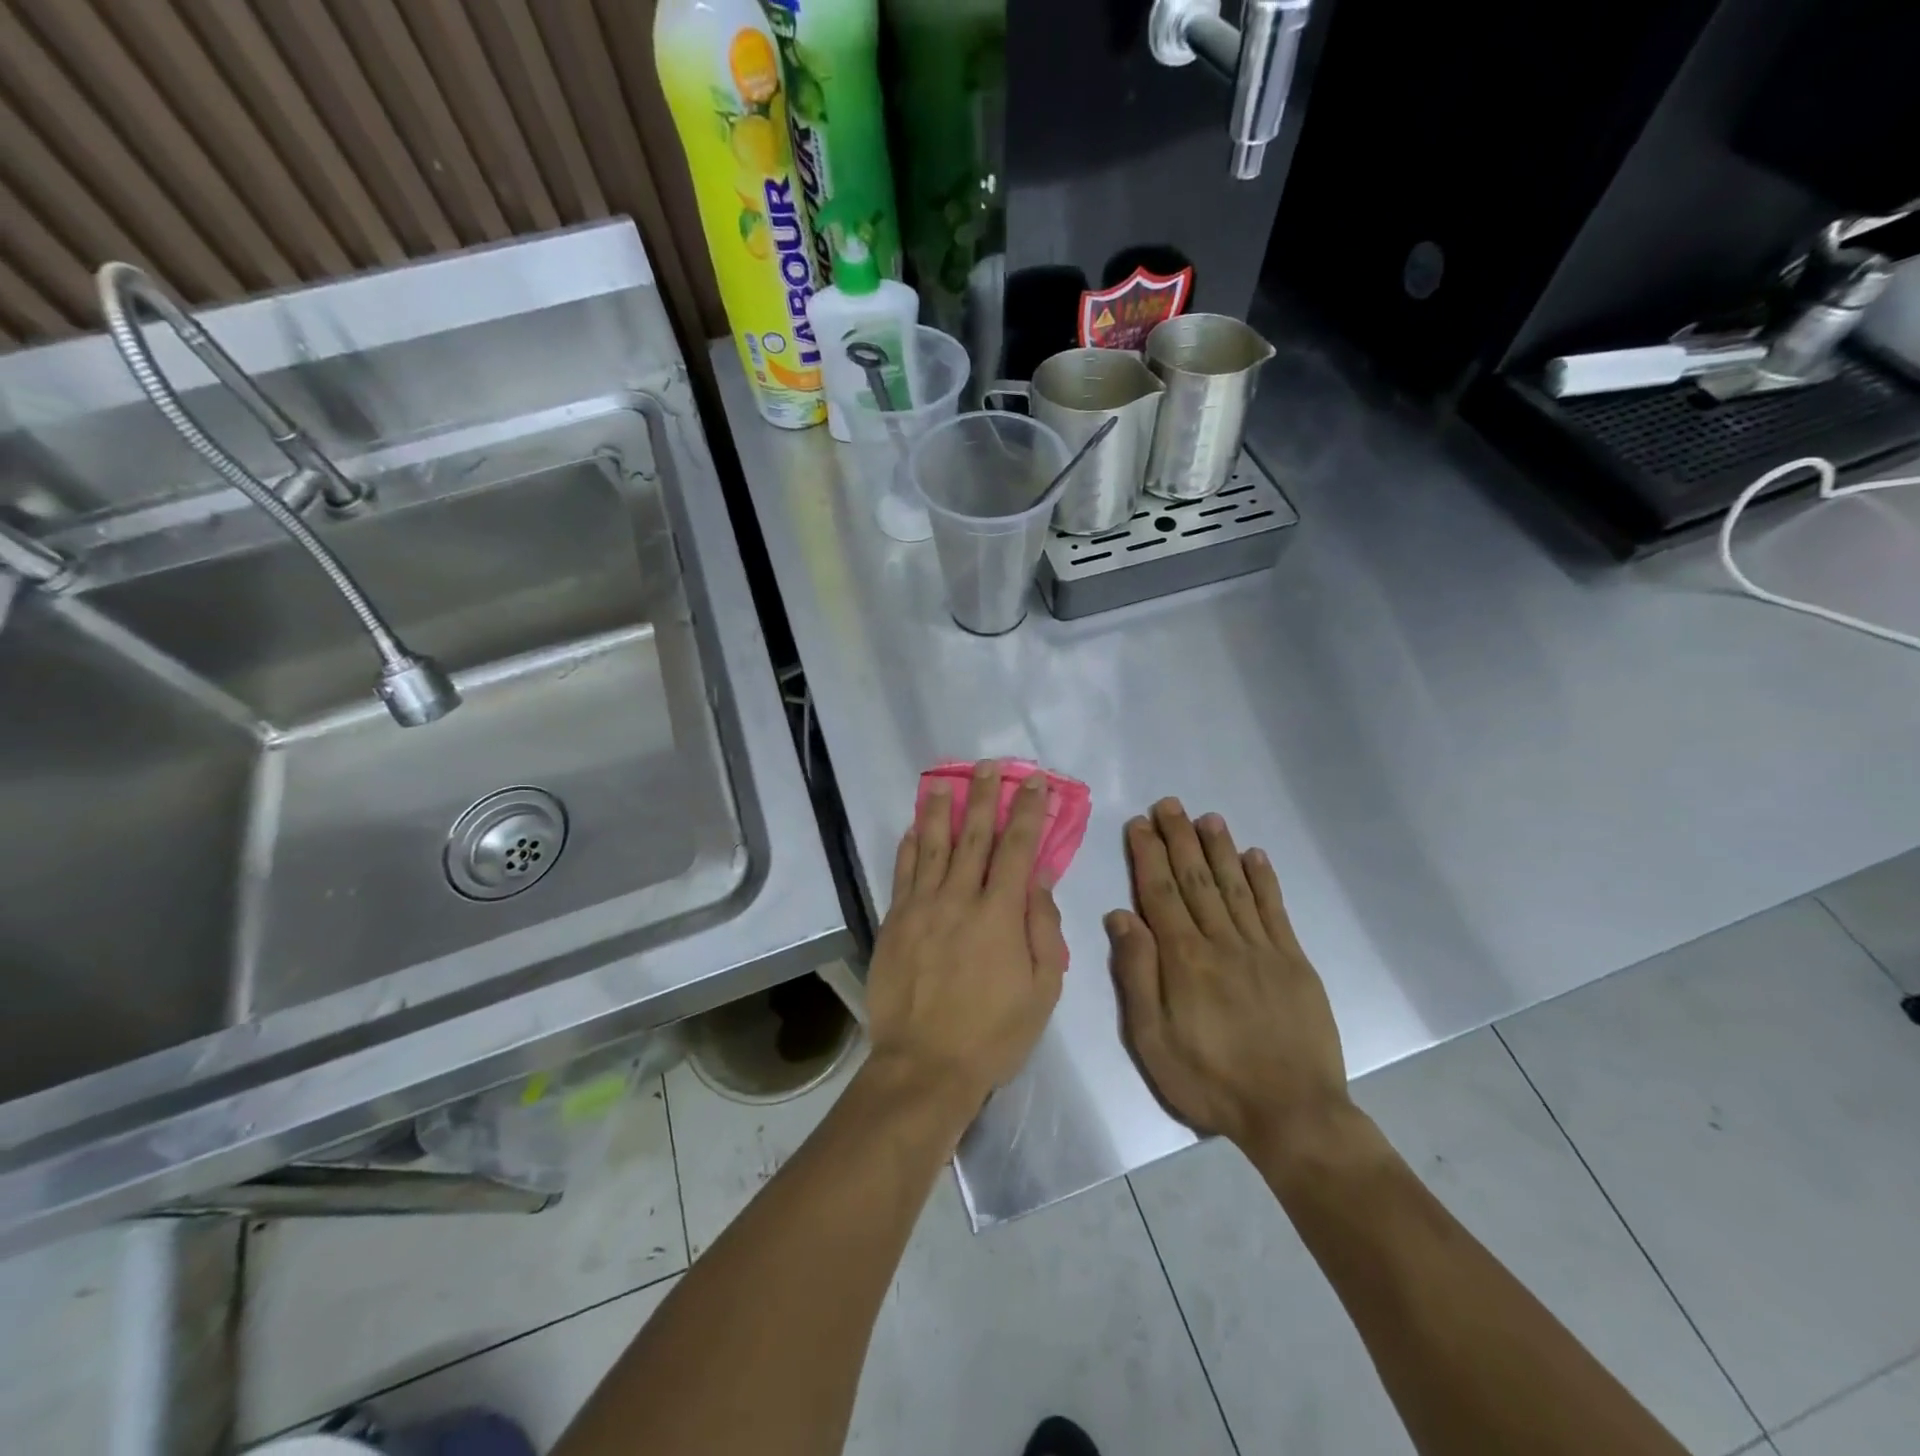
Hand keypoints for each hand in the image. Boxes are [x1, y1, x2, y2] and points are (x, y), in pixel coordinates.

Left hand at [865, 762, 1068, 1119]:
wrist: (924, 1066)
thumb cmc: (992, 1034)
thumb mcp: (1042, 991)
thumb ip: (1043, 929)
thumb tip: (1037, 879)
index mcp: (1000, 914)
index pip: (1018, 849)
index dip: (1027, 812)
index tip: (1033, 782)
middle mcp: (959, 899)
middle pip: (974, 836)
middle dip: (984, 797)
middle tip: (988, 766)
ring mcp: (921, 908)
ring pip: (931, 846)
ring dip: (939, 810)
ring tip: (943, 782)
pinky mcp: (894, 922)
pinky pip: (902, 874)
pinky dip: (908, 847)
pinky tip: (911, 828)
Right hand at [1107, 800, 1350, 1152]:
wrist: (1293, 1114)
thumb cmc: (1210, 1080)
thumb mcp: (1152, 1040)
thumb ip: (1136, 974)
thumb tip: (1121, 916)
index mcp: (1184, 959)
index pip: (1160, 893)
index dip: (1149, 855)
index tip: (1139, 823)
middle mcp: (1221, 942)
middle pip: (1196, 879)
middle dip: (1180, 839)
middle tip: (1169, 804)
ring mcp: (1262, 949)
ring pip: (1235, 886)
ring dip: (1219, 849)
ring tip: (1207, 818)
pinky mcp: (1294, 962)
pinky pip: (1276, 910)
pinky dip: (1264, 880)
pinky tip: (1255, 855)